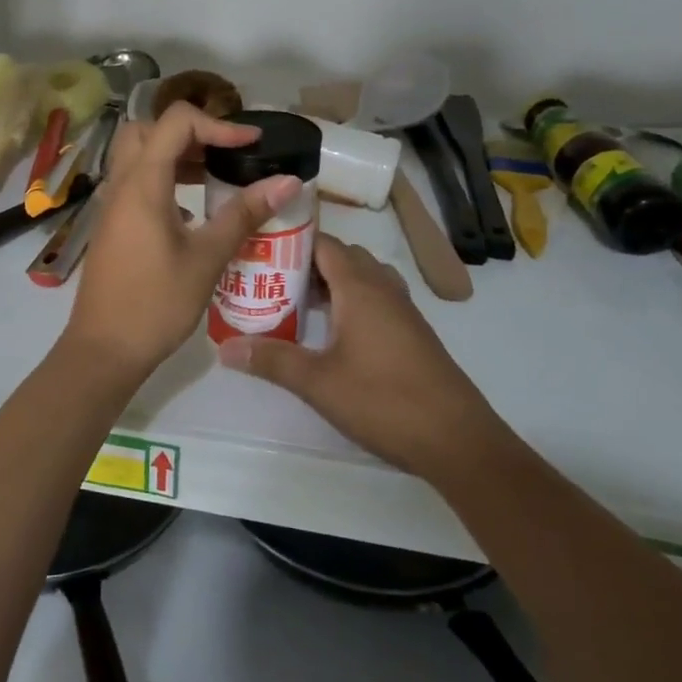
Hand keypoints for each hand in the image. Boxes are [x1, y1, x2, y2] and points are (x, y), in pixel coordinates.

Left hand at [64, 102, 300, 380]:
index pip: (175, 121)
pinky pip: (135, 181)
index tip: (251, 144)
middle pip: (148, 129)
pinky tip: (191, 209)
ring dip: (175, 154)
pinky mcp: (112, 224)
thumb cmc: (156, 303)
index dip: (218, 124)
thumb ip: (244, 214)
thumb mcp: (207, 258)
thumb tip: (288, 181)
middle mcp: (121, 184)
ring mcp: (112, 204)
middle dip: (190, 131)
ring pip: (138, 155)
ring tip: (216, 176)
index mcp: (142, 183)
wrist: (105, 348)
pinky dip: (163, 178)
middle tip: (225, 153)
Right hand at [217, 234, 506, 475]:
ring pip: (362, 278)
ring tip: (294, 301)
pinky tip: (331, 331)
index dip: (290, 240)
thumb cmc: (384, 401)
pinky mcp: (412, 334)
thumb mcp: (318, 382)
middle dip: (306, 261)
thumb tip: (224, 348)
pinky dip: (350, 301)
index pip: (323, 243)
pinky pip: (375, 299)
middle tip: (268, 278)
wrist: (458, 441)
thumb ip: (271, 360)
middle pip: (342, 257)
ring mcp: (403, 311)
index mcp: (360, 288)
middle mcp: (383, 289)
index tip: (257, 249)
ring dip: (330, 282)